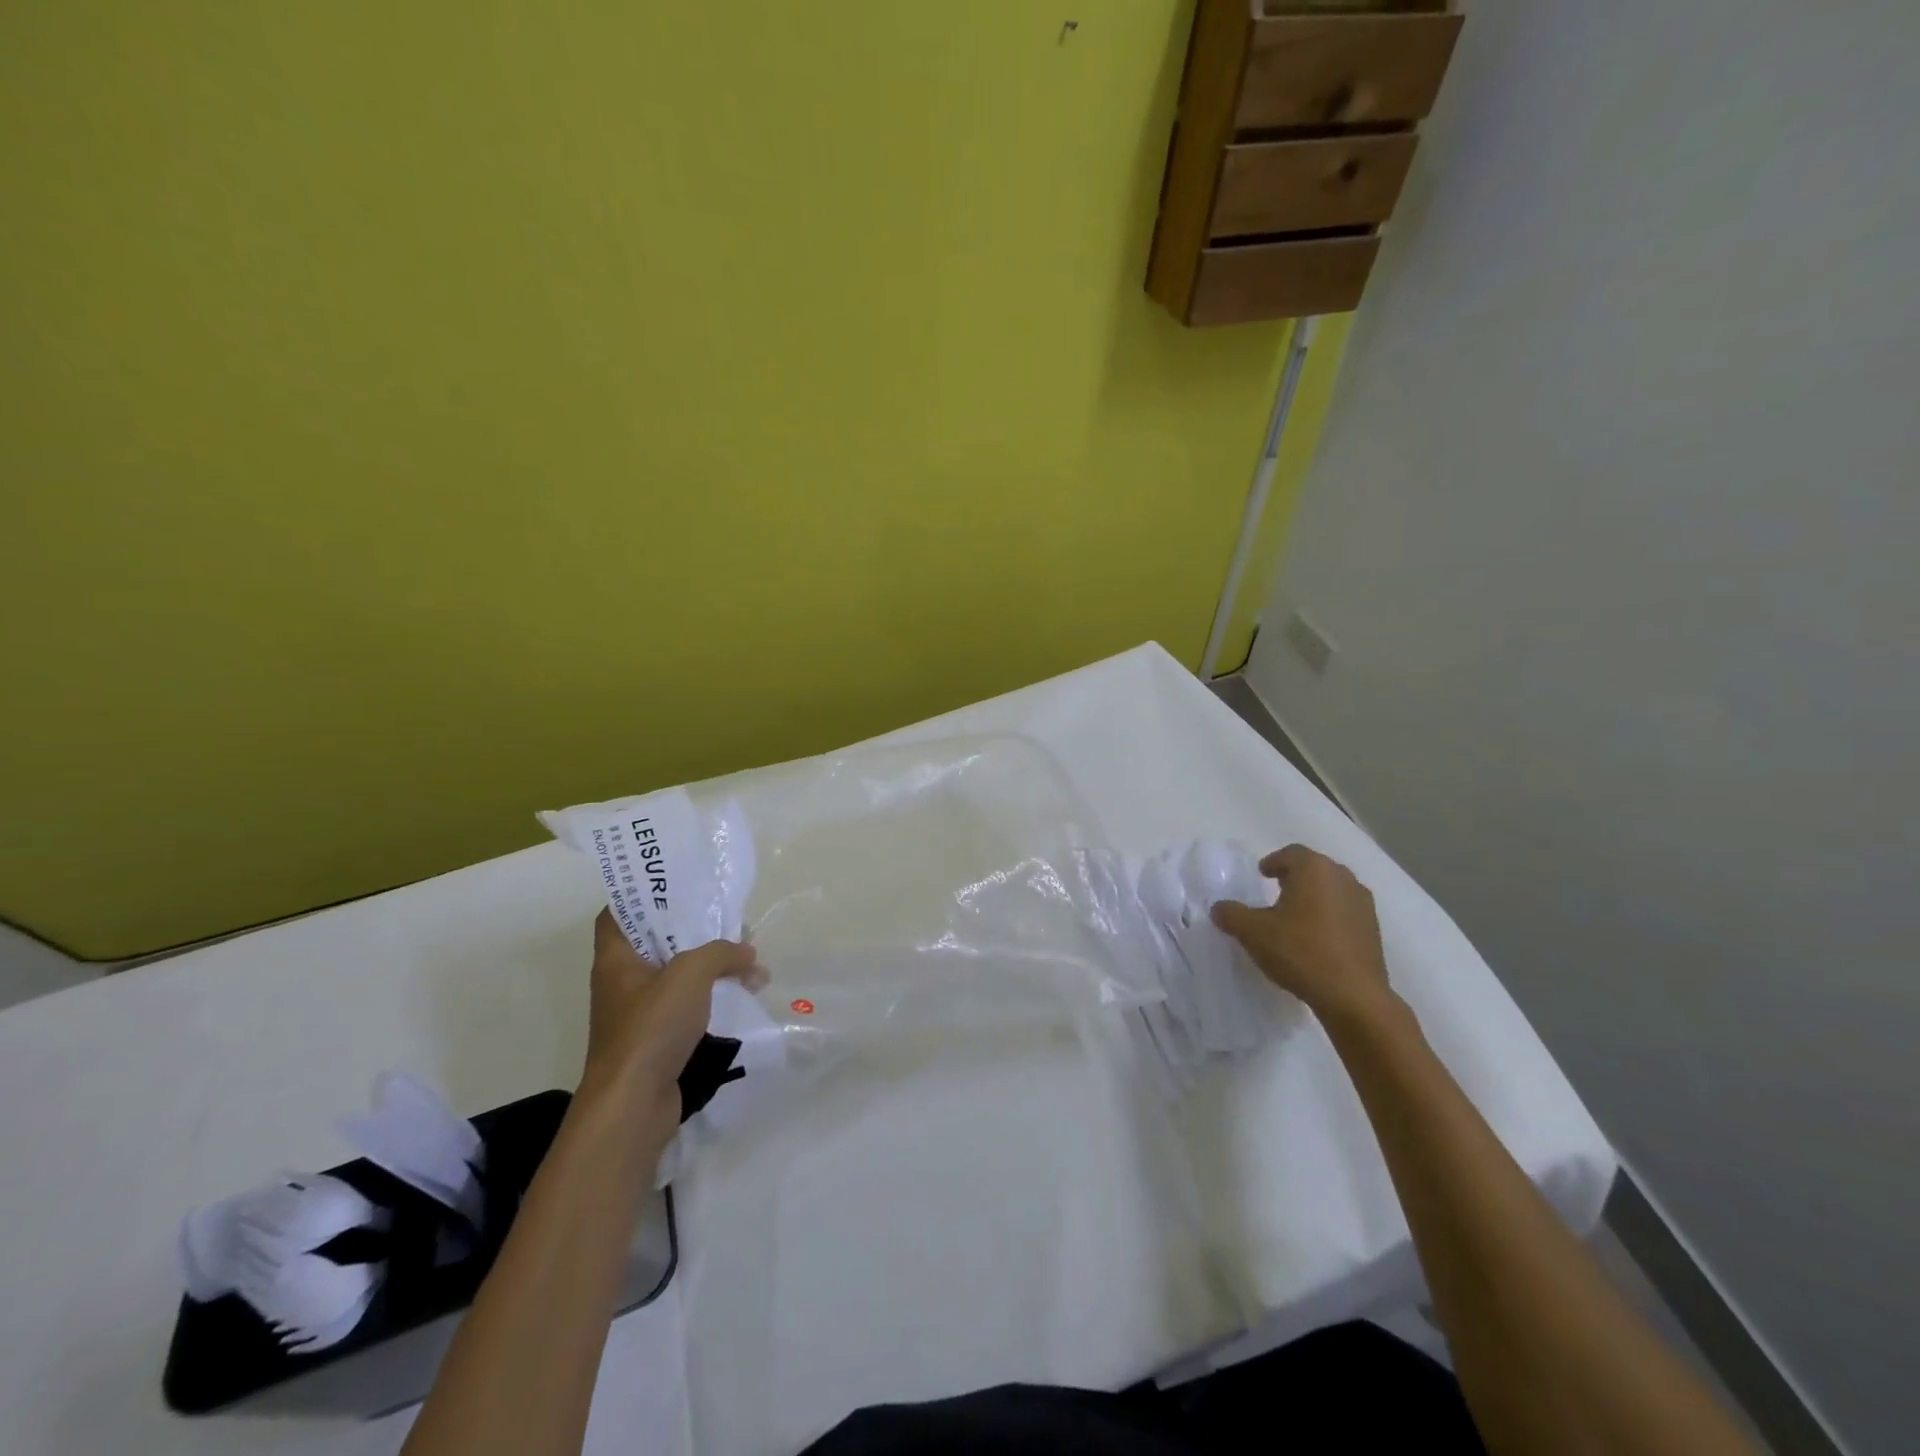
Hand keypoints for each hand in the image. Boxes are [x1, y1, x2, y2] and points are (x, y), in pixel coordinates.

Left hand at [580, 909, 761, 1128]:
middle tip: (728, 921)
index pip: (618, 913)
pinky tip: (742, 995)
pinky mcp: (656, 1039)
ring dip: (710, 966)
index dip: (643, 896)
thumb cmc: (651, 1028)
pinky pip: (685, 1006)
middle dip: (694, 930)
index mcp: (616, 958)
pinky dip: (711, 997)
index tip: (678, 886)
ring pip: (676, 975)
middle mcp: (622, 982)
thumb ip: (722, 953)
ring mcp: (638, 1013)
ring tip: (747, 960)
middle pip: (656, 941)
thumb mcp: (691, 974)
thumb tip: (749, 955)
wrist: (633, 1105)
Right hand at [1210, 845, 1392, 1024]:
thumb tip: (1219, 908)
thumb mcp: (1253, 932)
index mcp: (1314, 869)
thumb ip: (1231, 914)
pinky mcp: (1373, 929)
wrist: (1353, 995)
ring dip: (1314, 896)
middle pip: (1315, 868)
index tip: (1262, 874)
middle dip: (1295, 877)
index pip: (1291, 853)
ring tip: (1295, 916)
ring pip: (1333, 889)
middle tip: (1276, 891)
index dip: (1274, 861)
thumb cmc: (1300, 951)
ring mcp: (1363, 904)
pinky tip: (1316, 938)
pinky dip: (1330, 916)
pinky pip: (1345, 911)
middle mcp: (1342, 878)